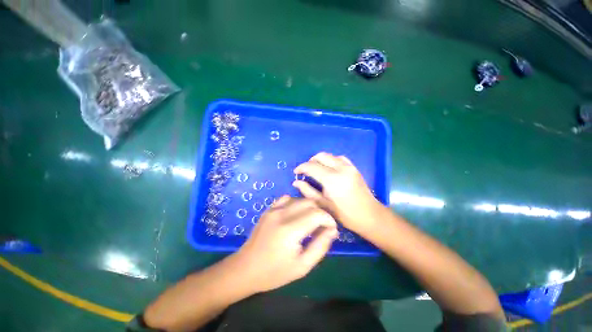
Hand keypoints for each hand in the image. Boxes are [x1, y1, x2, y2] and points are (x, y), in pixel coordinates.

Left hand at [235, 196, 337, 292]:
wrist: (245, 268)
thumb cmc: (274, 272)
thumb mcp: (302, 266)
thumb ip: (320, 246)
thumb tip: (332, 230)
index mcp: (290, 230)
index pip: (317, 214)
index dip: (329, 220)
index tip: (331, 230)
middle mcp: (282, 214)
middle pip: (310, 202)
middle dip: (321, 212)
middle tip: (322, 226)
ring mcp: (273, 209)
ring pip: (299, 199)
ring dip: (309, 208)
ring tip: (311, 222)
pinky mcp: (269, 209)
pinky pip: (287, 199)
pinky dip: (296, 204)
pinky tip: (296, 216)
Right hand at [293, 152, 384, 235]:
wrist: (369, 215)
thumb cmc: (345, 214)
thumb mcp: (323, 204)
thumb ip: (308, 191)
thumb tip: (295, 182)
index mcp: (332, 179)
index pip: (312, 166)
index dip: (301, 167)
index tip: (296, 172)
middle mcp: (341, 168)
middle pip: (320, 156)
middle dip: (310, 161)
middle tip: (305, 171)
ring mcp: (349, 166)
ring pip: (329, 156)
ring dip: (320, 160)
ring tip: (315, 170)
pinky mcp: (354, 167)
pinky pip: (339, 158)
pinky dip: (330, 160)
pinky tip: (328, 168)